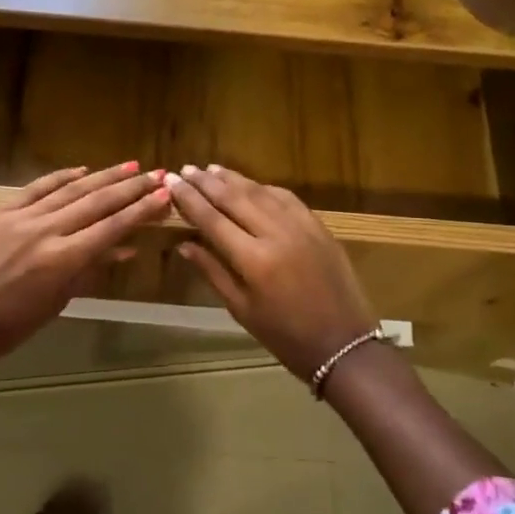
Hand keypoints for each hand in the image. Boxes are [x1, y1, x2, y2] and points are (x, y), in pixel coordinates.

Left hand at [0, 163, 170, 363]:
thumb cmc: (8, 326)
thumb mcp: (56, 302)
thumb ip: (90, 271)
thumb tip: (124, 249)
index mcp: (63, 259)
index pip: (112, 227)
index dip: (142, 210)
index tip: (165, 195)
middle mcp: (46, 230)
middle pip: (97, 202)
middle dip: (130, 188)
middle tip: (157, 174)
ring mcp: (20, 217)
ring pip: (70, 190)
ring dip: (102, 177)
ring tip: (129, 167)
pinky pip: (36, 188)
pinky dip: (60, 178)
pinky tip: (82, 170)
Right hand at [166, 164, 378, 381]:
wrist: (343, 344)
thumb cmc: (285, 336)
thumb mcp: (241, 309)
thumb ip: (212, 272)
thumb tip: (184, 244)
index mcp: (253, 260)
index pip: (212, 219)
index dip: (189, 199)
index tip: (171, 182)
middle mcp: (276, 234)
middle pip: (235, 198)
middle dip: (207, 182)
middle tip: (185, 169)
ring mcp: (301, 227)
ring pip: (261, 192)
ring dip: (234, 179)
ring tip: (211, 169)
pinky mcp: (319, 227)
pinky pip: (287, 198)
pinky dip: (265, 188)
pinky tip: (251, 184)